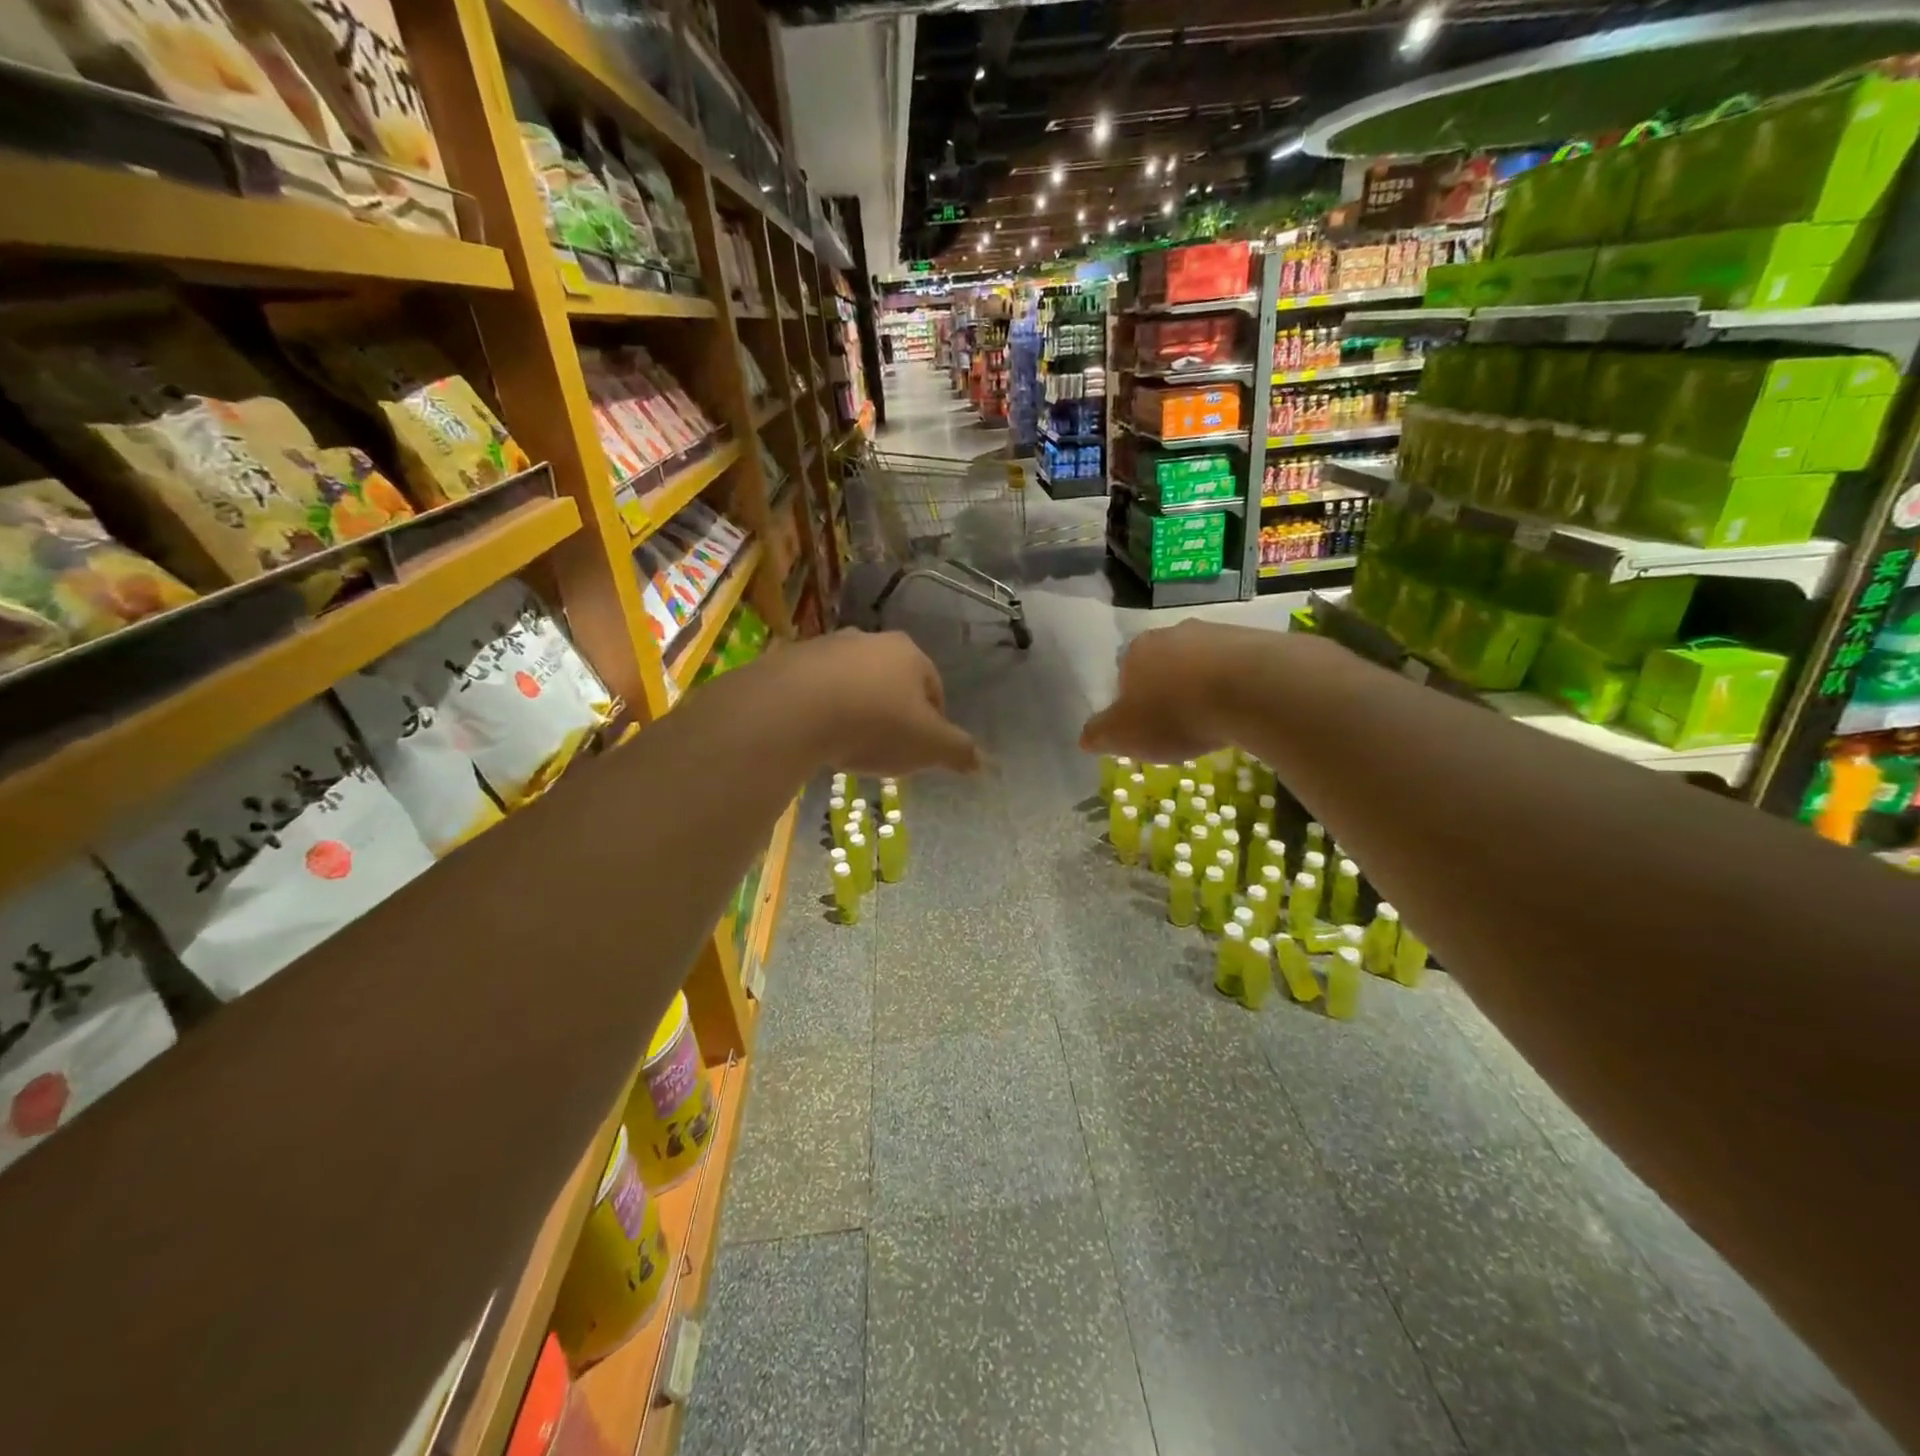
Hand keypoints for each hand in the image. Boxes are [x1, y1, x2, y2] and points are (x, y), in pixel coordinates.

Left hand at [782, 630, 980, 775]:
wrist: (792, 710)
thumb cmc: (874, 724)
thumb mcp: (928, 746)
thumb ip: (958, 752)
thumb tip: (983, 763)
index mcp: (909, 654)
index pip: (934, 687)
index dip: (933, 721)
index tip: (922, 749)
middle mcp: (869, 640)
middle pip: (891, 681)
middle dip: (892, 711)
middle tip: (886, 747)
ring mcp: (826, 647)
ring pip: (851, 682)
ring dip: (855, 708)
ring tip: (848, 744)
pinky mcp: (789, 661)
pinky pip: (814, 690)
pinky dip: (820, 710)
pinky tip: (816, 736)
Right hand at [1080, 620, 1257, 762]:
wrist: (1251, 689)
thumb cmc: (1174, 713)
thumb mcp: (1123, 735)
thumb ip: (1100, 734)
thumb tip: (1085, 737)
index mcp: (1136, 651)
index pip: (1125, 672)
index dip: (1132, 700)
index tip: (1145, 725)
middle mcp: (1173, 633)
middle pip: (1165, 664)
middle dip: (1169, 690)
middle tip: (1179, 724)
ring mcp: (1217, 633)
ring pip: (1202, 664)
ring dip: (1203, 688)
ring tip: (1214, 722)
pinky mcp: (1255, 642)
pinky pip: (1238, 668)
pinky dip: (1236, 688)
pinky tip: (1243, 711)